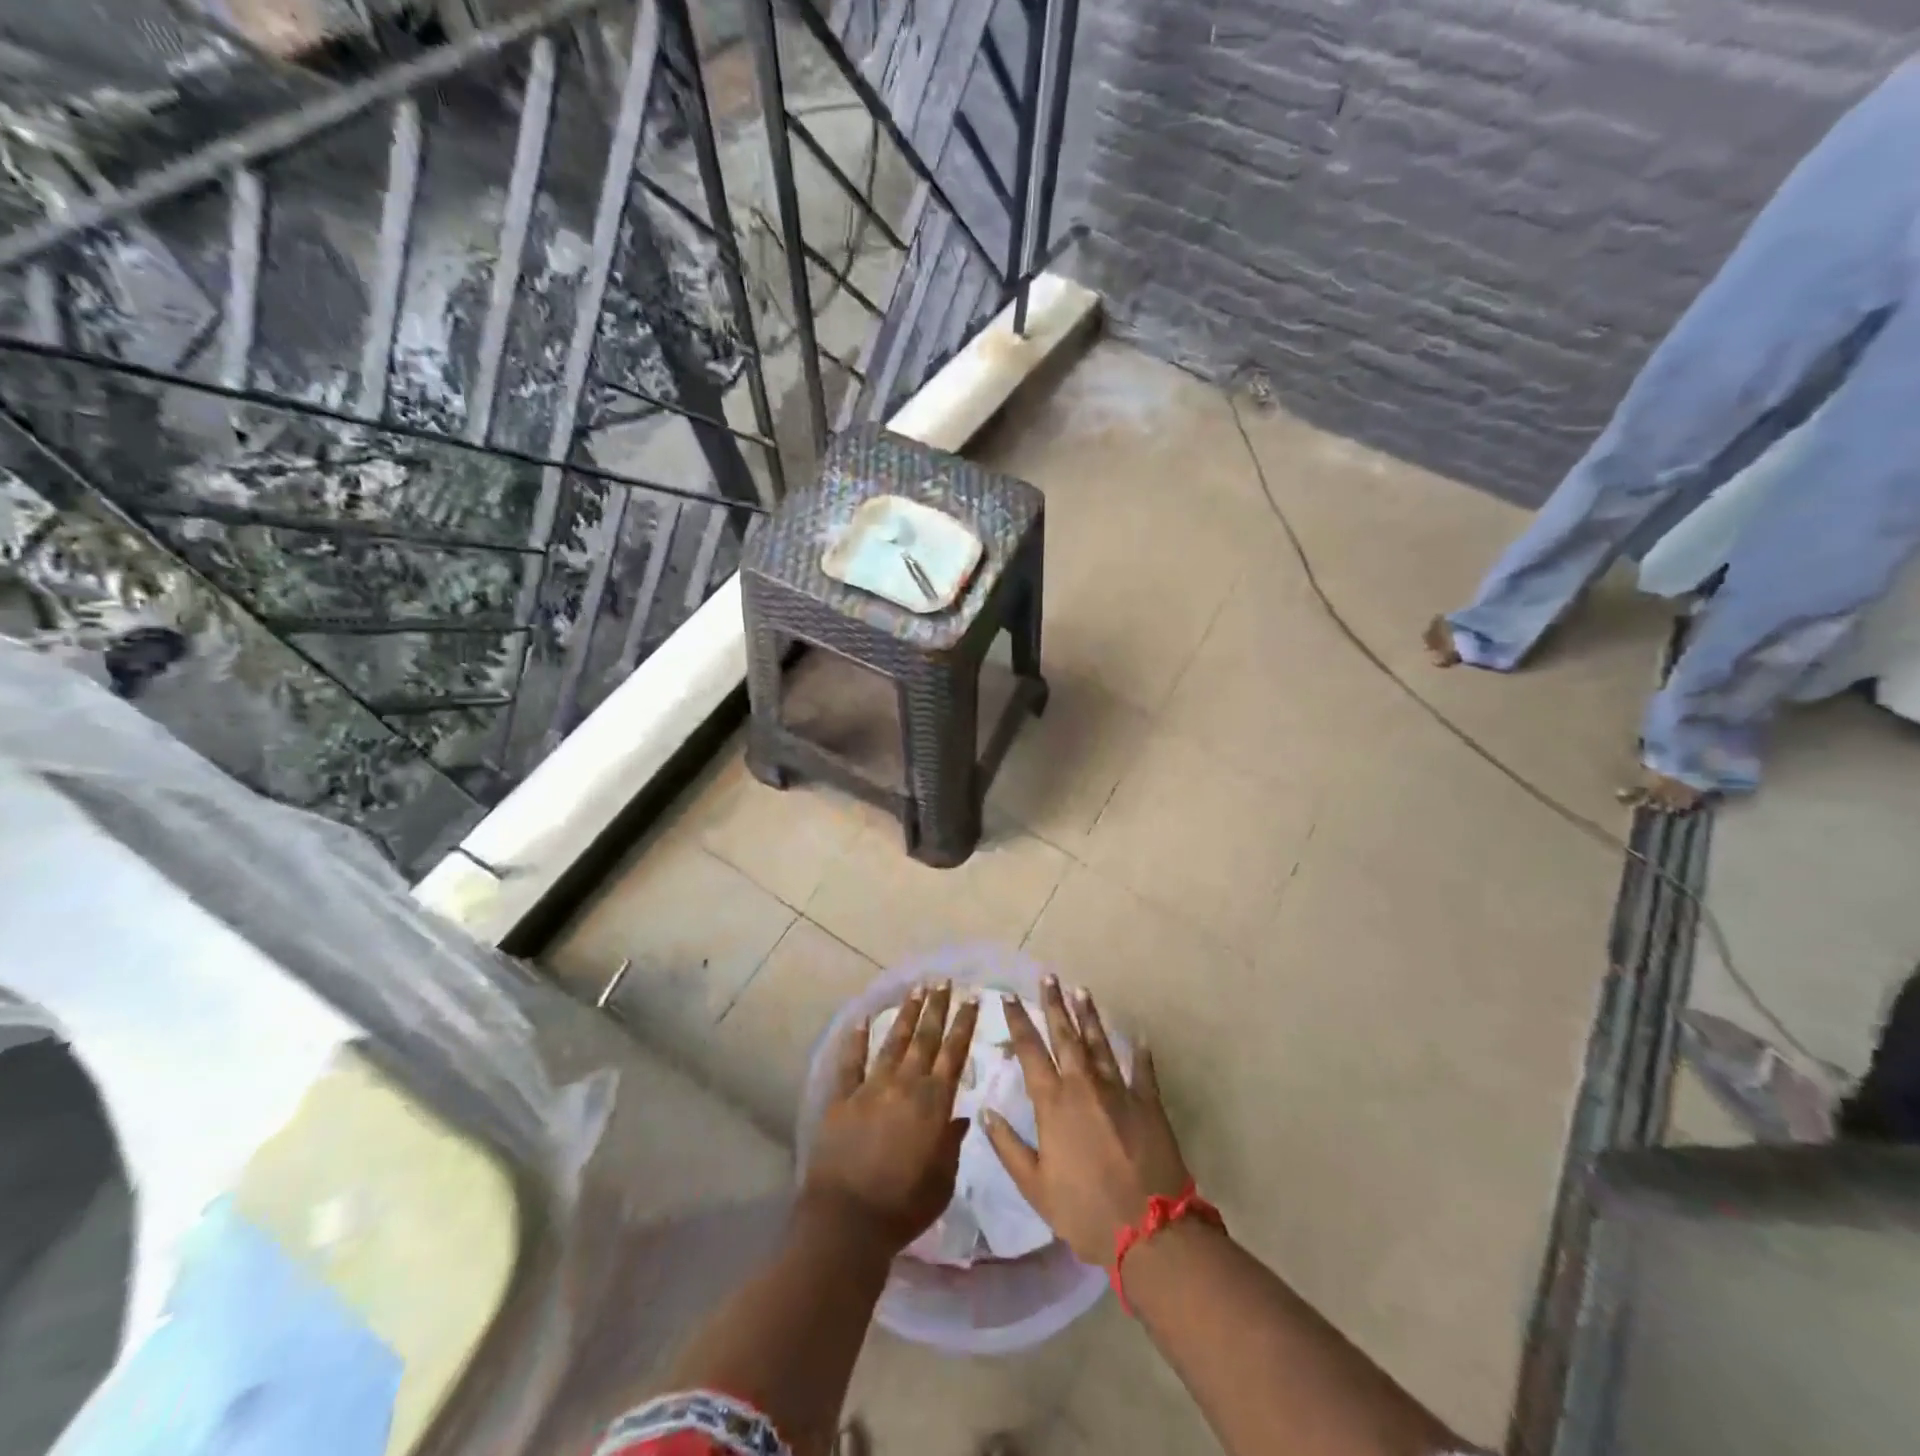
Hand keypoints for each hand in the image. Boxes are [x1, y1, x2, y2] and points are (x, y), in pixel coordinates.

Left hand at [802, 982, 979, 1254]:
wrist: (847, 1220)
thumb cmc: (903, 1207)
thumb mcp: (942, 1181)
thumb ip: (951, 1144)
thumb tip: (960, 1117)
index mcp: (934, 1104)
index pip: (954, 1054)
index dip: (964, 1024)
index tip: (972, 998)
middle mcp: (905, 1086)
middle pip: (925, 1038)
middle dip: (936, 1008)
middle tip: (943, 981)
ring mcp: (871, 1088)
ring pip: (893, 1043)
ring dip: (905, 1015)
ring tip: (915, 990)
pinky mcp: (842, 1098)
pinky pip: (851, 1062)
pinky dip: (856, 1040)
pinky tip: (862, 1020)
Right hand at [981, 977, 1191, 1266]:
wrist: (1149, 1229)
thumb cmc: (1084, 1211)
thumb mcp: (1035, 1187)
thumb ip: (1008, 1147)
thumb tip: (986, 1113)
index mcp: (1053, 1103)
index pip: (1030, 1050)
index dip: (1019, 1021)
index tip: (1010, 997)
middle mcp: (1083, 1085)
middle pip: (1065, 1035)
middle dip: (1054, 1004)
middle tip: (1048, 977)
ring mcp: (1118, 1089)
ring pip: (1099, 1042)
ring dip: (1089, 1016)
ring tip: (1081, 990)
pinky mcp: (1148, 1102)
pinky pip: (1142, 1069)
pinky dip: (1139, 1052)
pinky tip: (1137, 1037)